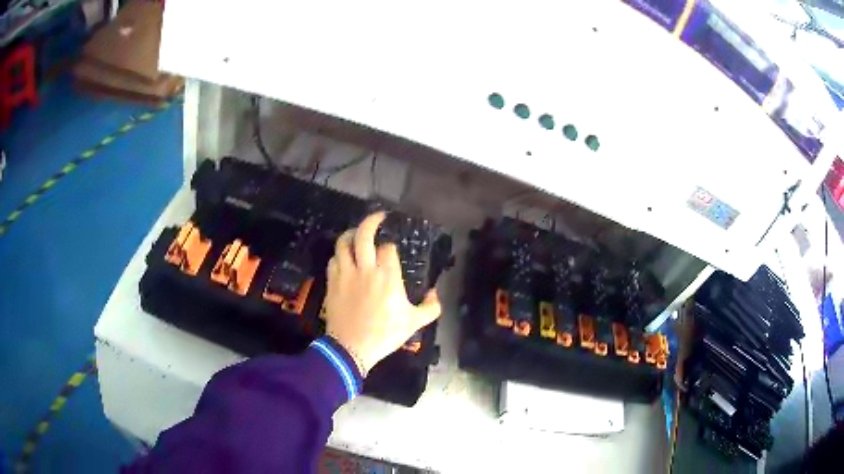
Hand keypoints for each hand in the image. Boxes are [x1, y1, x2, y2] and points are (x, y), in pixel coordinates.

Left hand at [324, 212, 441, 374]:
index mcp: (387, 276)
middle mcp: (365, 269)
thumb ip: (431, 307)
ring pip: (343, 243)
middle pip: (364, 234)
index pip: (387, 248)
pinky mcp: (332, 282)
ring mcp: (346, 274)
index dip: (391, 246)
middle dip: (371, 221)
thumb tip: (434, 293)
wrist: (351, 348)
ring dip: (351, 235)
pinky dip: (340, 254)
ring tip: (358, 234)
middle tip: (378, 217)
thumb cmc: (385, 334)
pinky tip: (345, 258)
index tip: (393, 250)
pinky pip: (333, 259)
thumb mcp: (414, 323)